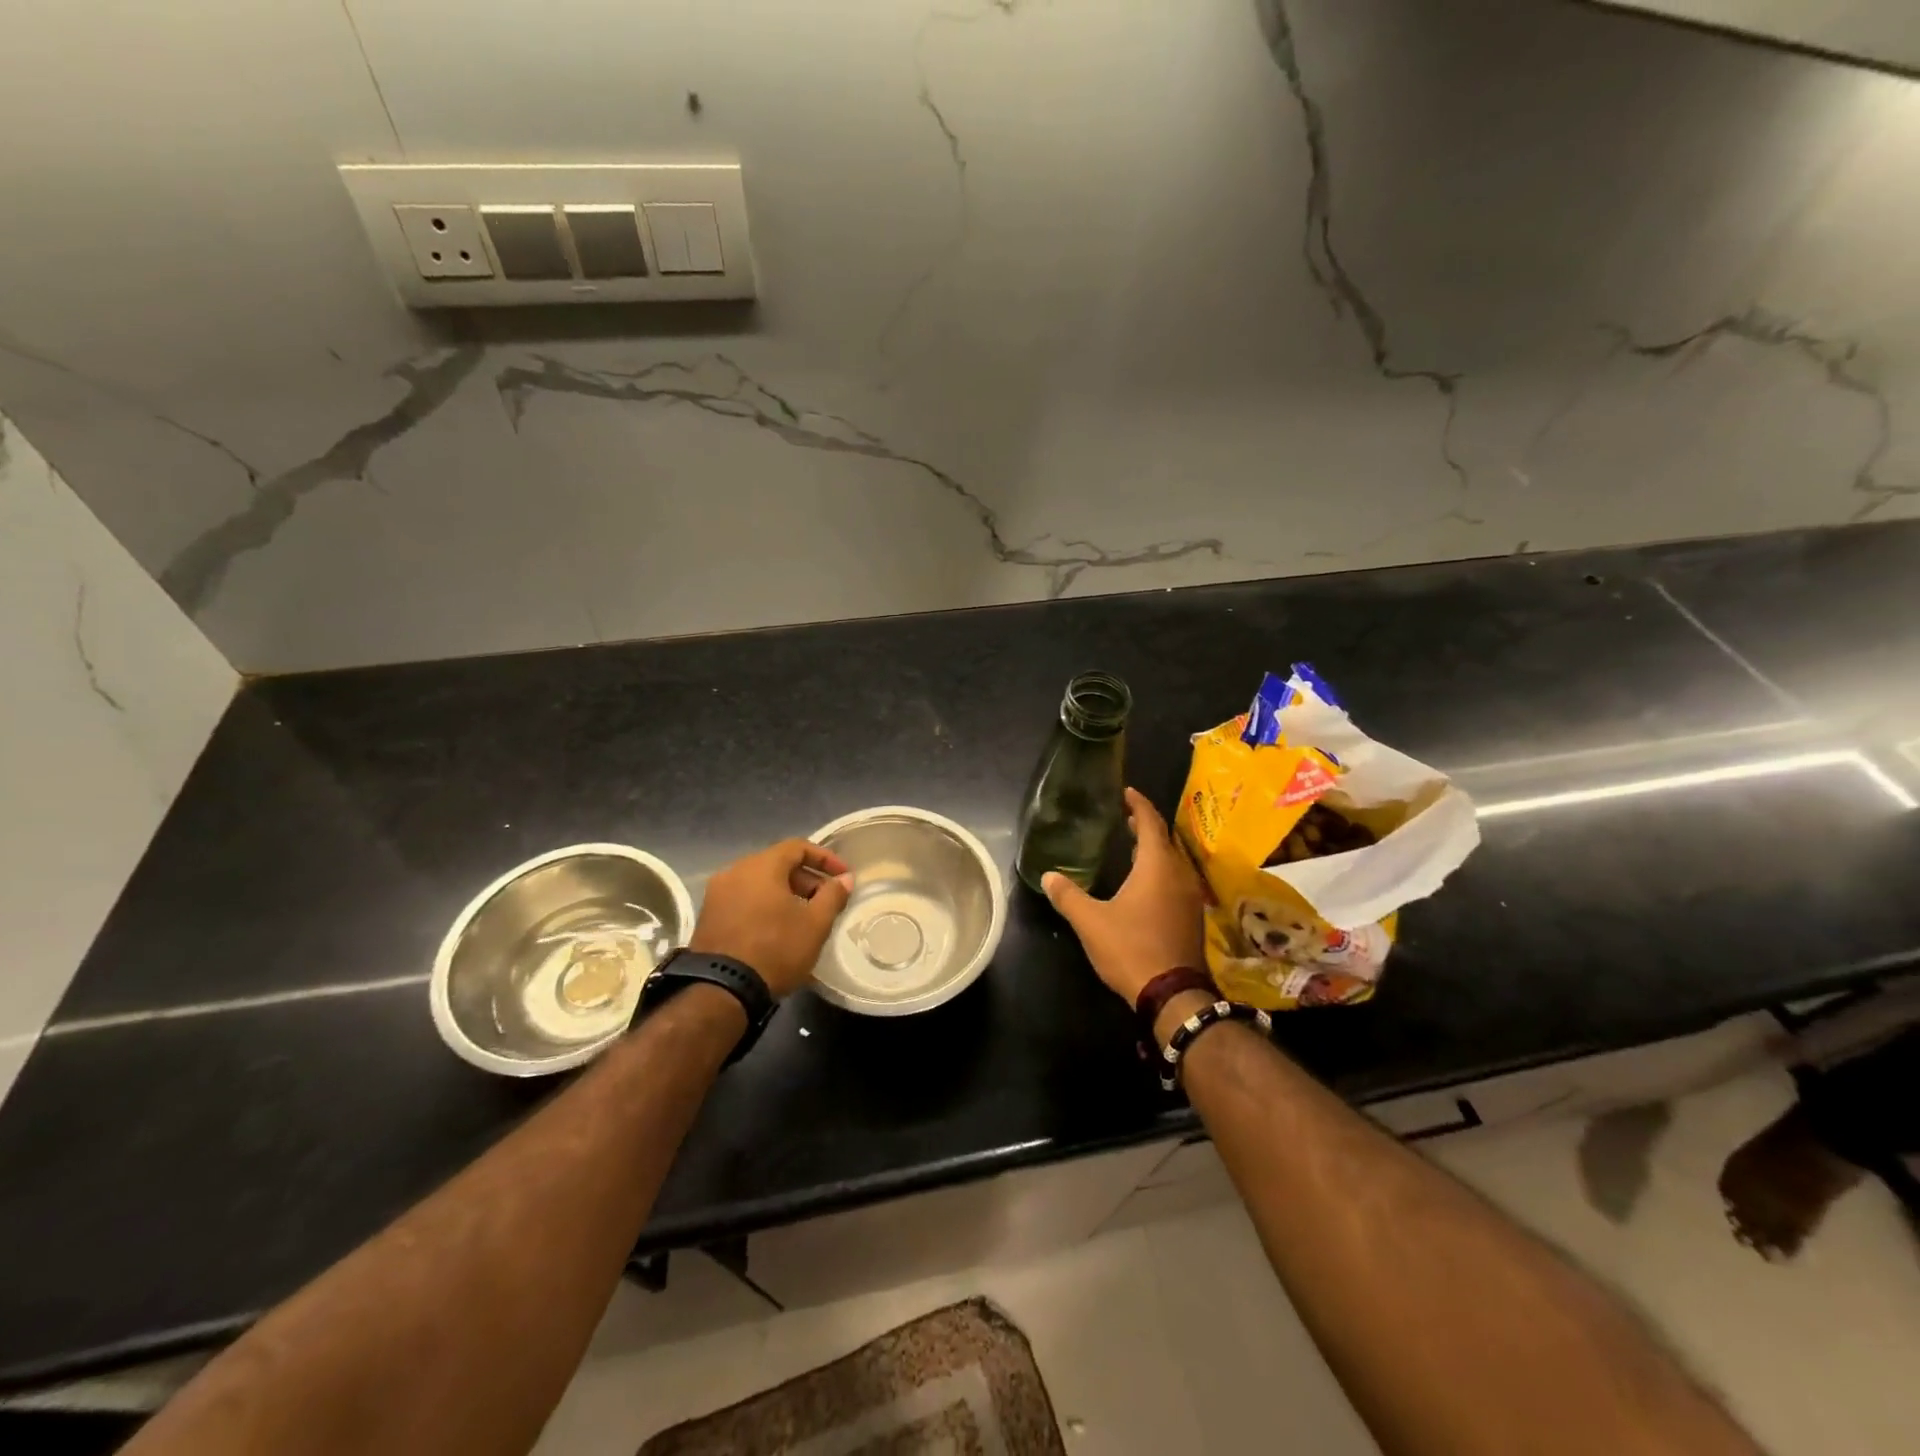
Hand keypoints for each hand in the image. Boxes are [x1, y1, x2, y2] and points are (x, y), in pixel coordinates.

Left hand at [689, 839, 853, 996]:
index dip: (825, 858)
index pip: (798, 847)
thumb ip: (832, 896)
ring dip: (785, 893)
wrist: (721, 990)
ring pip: (759, 883)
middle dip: (806, 879)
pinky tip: (778, 929)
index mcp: (761, 866)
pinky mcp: (708, 916)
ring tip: (804, 917)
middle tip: (826, 900)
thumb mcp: (815, 924)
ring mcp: (717, 894)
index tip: (843, 876)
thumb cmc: (775, 949)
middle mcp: (734, 871)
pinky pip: (744, 899)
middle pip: (777, 864)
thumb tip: (845, 879)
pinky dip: (764, 905)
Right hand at [1042, 788, 1205, 1008]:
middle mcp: (1178, 874)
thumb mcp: (1091, 922)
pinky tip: (1145, 883)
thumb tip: (1048, 875)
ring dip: (1154, 850)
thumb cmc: (1131, 948)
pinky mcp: (1191, 917)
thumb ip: (1068, 896)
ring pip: (1172, 861)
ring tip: (1131, 846)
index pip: (1151, 823)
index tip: (1126, 792)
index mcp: (1156, 866)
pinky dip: (1160, 871)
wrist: (1173, 994)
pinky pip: (1176, 880)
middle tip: (1125, 817)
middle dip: (1145, 826)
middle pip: (1164, 840)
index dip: (1138, 805)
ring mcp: (1189, 897)